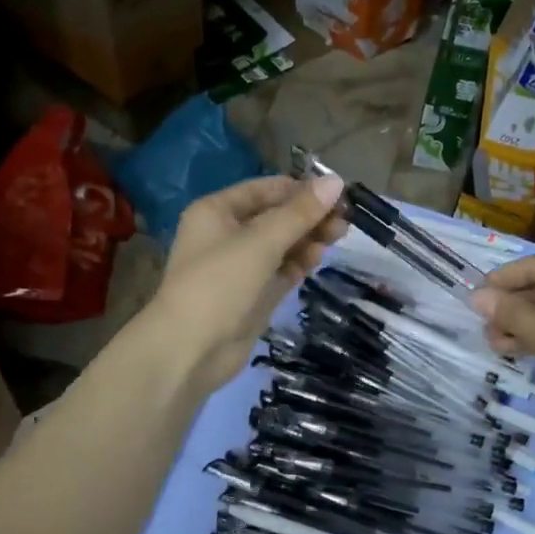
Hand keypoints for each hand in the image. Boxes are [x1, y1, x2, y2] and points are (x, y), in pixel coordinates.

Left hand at [148, 175, 346, 395]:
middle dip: (308, 217)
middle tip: (344, 222)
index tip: (338, 195)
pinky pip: (280, 270)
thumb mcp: (261, 242)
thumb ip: (300, 212)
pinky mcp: (252, 295)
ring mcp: (239, 267)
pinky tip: (316, 261)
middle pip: (275, 216)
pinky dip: (298, 264)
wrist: (190, 351)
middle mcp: (226, 234)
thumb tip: (336, 182)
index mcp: (217, 211)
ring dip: (307, 239)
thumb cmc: (219, 284)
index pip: (266, 189)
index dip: (301, 190)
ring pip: (280, 244)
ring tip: (335, 239)